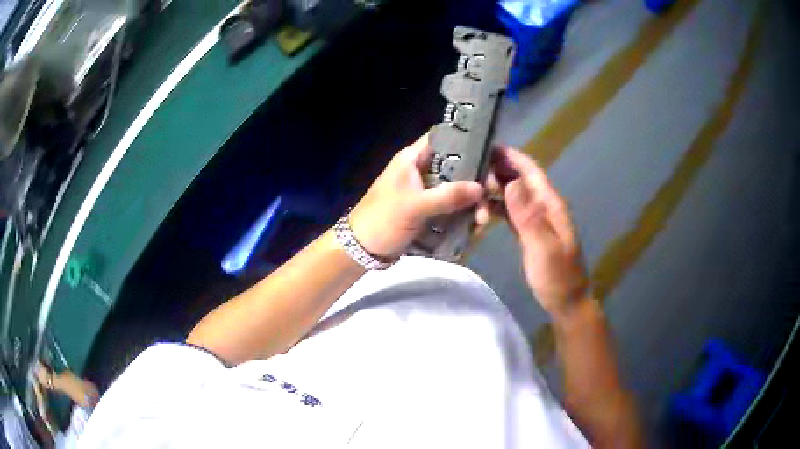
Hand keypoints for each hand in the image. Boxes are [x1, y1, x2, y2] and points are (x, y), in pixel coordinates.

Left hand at [349, 134, 483, 257]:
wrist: (362, 249)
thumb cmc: (383, 220)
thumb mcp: (415, 206)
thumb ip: (448, 196)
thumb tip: (481, 188)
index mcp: (412, 158)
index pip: (443, 138)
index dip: (467, 141)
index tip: (490, 153)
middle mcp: (421, 170)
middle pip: (455, 166)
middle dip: (474, 181)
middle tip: (491, 196)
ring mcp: (424, 190)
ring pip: (455, 188)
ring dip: (470, 202)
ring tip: (482, 220)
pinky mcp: (427, 209)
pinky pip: (450, 206)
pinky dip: (462, 214)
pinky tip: (474, 225)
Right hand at [479, 147, 589, 317]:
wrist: (566, 302)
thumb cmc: (557, 277)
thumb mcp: (543, 247)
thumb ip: (528, 215)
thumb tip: (512, 181)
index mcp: (550, 205)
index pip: (531, 171)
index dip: (511, 156)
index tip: (487, 146)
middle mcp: (543, 207)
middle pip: (520, 179)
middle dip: (497, 171)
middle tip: (469, 173)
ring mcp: (536, 220)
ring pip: (512, 195)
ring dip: (494, 192)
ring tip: (470, 192)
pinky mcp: (528, 232)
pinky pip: (510, 213)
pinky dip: (496, 209)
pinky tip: (480, 213)